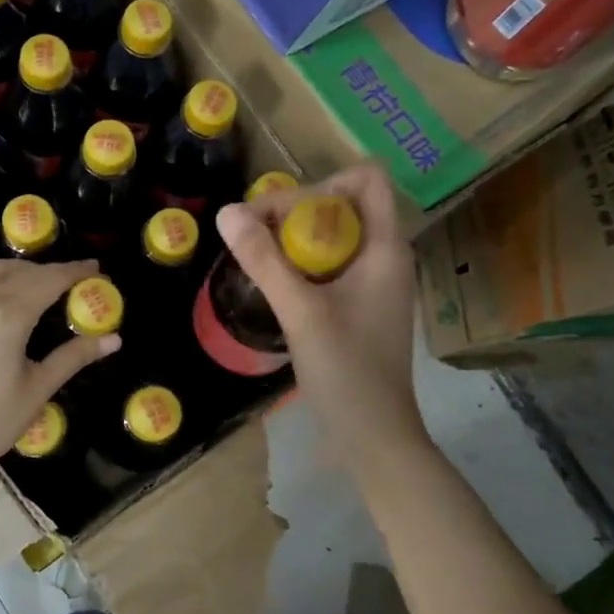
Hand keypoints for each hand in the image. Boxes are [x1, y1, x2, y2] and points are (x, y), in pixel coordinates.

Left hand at [0, 257, 120, 484]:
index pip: (47, 281)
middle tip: (67, 282)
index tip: (94, 269)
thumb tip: (113, 339)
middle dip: (46, 271)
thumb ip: (74, 356)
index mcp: (6, 318)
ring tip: (30, 284)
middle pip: (17, 271)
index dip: (73, 271)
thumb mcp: (38, 389)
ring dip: (13, 271)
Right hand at [215, 162, 423, 460]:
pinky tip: (276, 287)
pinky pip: (332, 265)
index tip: (281, 214)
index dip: (323, 183)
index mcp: (385, 248)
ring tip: (258, 259)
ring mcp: (375, 283)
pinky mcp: (362, 306)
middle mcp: (385, 257)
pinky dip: (302, 265)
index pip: (366, 179)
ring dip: (296, 239)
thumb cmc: (345, 370)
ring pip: (335, 237)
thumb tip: (227, 212)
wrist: (373, 434)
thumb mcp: (300, 311)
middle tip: (257, 237)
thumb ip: (264, 260)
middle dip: (298, 211)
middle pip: (345, 204)